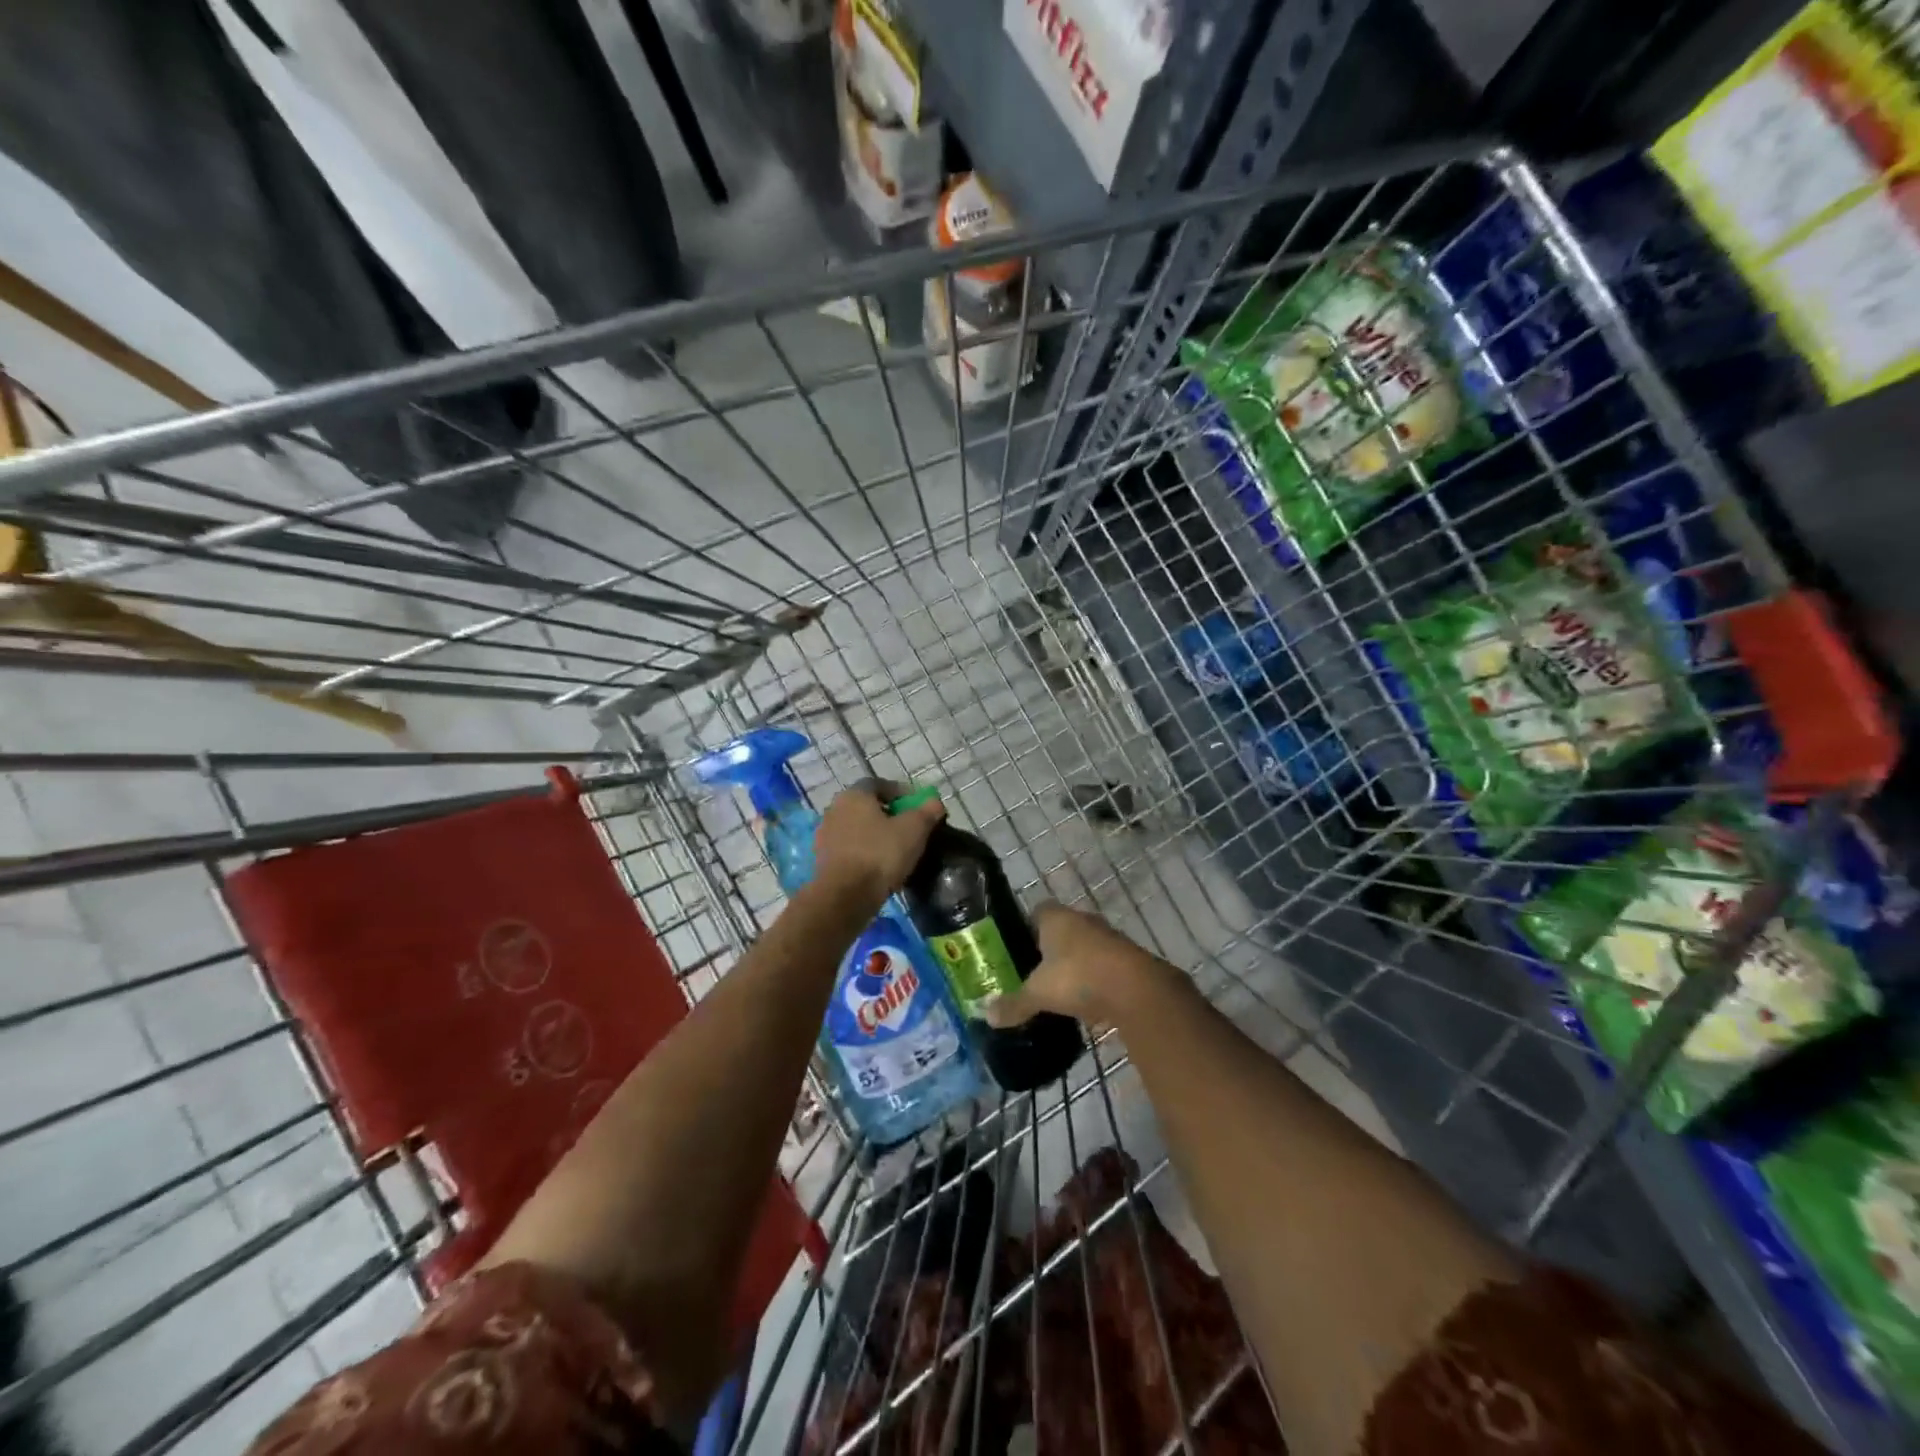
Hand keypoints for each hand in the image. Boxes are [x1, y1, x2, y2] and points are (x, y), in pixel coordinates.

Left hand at [813, 780, 944, 903]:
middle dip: (887, 815)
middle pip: (866, 807)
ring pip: (856, 829)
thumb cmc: (881, 853)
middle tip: (908, 828)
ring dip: (874, 835)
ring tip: (895, 851)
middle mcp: (835, 809)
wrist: (845, 895)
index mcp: (854, 795)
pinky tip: (878, 867)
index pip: (879, 784)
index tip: (916, 807)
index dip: (900, 793)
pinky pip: (849, 850)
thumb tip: (935, 802)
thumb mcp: (914, 829)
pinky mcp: (823, 860)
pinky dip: (864, 853)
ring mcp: (825, 836)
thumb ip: (927, 812)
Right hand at [981, 902, 1173, 1030]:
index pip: (1036, 911)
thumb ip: (1014, 1003)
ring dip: (1074, 966)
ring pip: (1084, 948)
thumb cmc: (1078, 977)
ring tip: (1058, 991)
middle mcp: (1082, 920)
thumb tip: (986, 1015)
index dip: (1025, 928)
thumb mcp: (1038, 993)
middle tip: (1033, 973)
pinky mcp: (1127, 960)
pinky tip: (1086, 1004)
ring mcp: (1108, 938)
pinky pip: (1103, 967)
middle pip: (1061, 930)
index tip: (1016, 949)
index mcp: (1056, 917)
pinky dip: (1094, 982)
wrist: (1136, 989)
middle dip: (1049, 950)